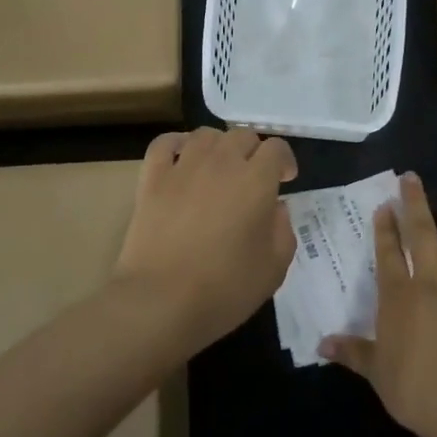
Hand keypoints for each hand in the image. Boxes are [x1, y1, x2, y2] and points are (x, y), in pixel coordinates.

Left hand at [114, 127, 298, 351]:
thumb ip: (283, 229)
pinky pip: (164, 144)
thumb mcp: (274, 268)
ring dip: (219, 146)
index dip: (284, 161)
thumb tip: (275, 207)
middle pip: (242, 136)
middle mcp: (221, 163)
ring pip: (206, 135)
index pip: (276, 148)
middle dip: (254, 152)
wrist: (162, 301)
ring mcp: (183, 167)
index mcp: (256, 180)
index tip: (284, 181)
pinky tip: (182, 158)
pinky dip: (177, 144)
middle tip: (253, 179)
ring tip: (220, 168)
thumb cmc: (225, 289)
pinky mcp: (152, 179)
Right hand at [322, 173, 436, 436]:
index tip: (384, 204)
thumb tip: (322, 344)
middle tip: (413, 177)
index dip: (385, 228)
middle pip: (421, 236)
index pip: (388, 253)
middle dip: (415, 205)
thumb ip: (352, 352)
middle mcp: (428, 285)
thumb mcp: (375, 371)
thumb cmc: (412, 387)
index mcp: (397, 296)